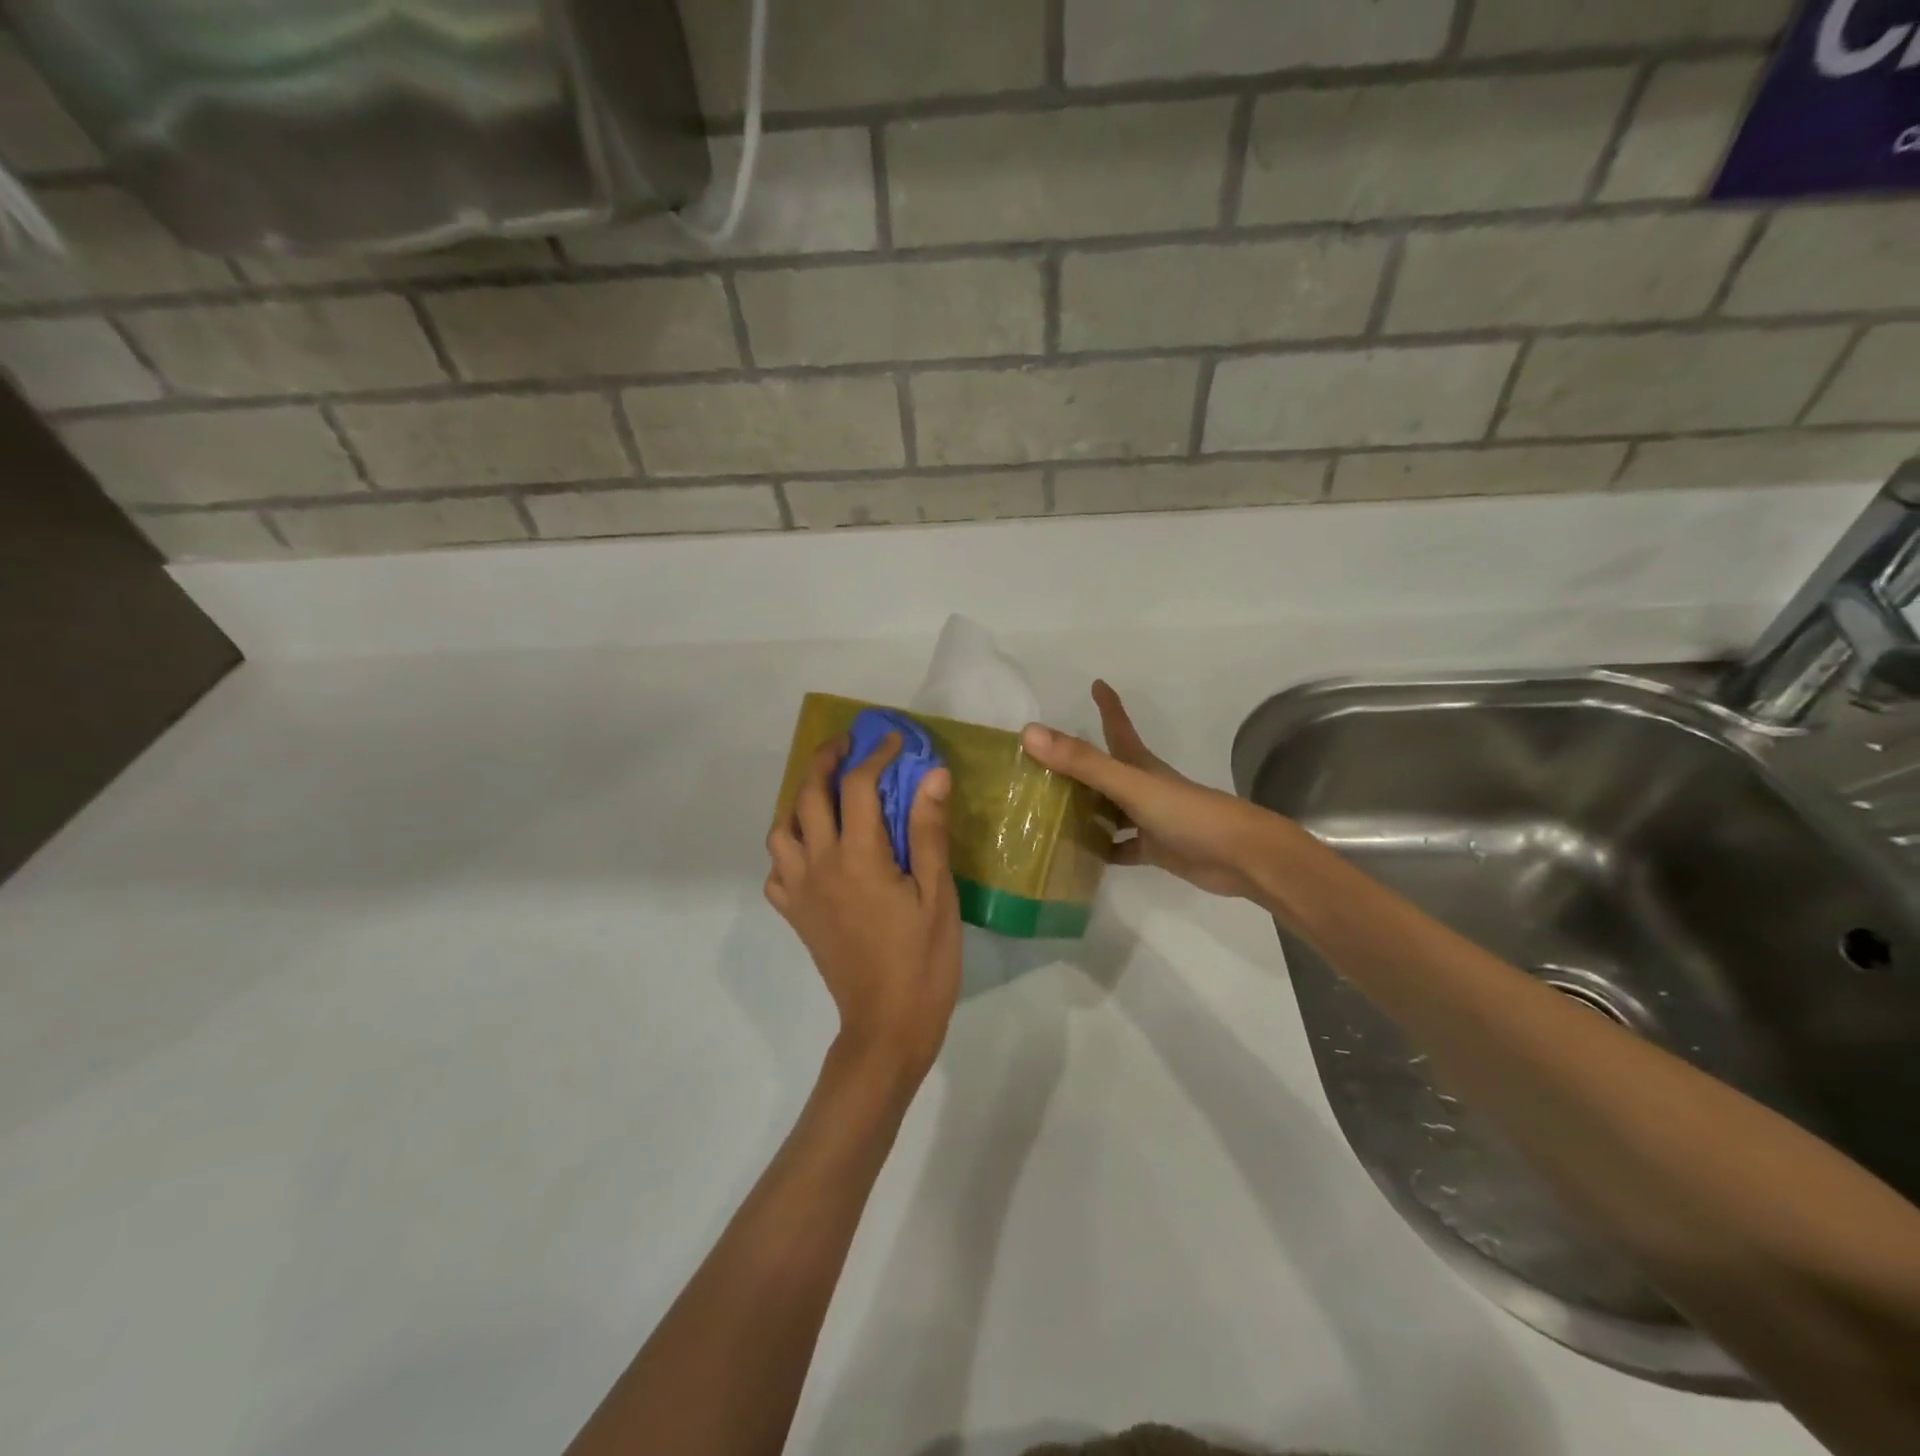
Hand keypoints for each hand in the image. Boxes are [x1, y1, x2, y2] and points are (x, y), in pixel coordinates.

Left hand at [766, 734, 961, 1081]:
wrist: (887, 1025)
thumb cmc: (923, 960)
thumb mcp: (937, 894)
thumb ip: (929, 832)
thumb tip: (932, 774)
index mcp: (858, 857)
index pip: (858, 786)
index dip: (876, 755)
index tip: (894, 740)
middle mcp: (819, 865)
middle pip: (808, 795)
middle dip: (825, 760)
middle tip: (846, 744)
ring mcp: (801, 891)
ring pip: (782, 828)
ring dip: (799, 799)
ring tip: (825, 792)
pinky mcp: (795, 915)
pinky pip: (777, 869)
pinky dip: (789, 846)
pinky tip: (812, 847)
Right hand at [1021, 681, 1276, 899]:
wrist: (1240, 857)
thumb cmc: (1187, 813)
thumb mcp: (1130, 784)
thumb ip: (1083, 762)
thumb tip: (1030, 733)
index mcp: (1140, 765)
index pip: (1118, 727)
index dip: (1108, 704)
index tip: (1097, 683)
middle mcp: (1142, 787)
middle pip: (1105, 770)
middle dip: (1078, 764)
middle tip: (1041, 763)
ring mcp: (1149, 819)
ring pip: (1108, 810)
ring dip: (1083, 809)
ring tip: (1044, 813)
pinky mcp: (1155, 849)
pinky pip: (1119, 847)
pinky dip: (1099, 849)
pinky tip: (1075, 856)